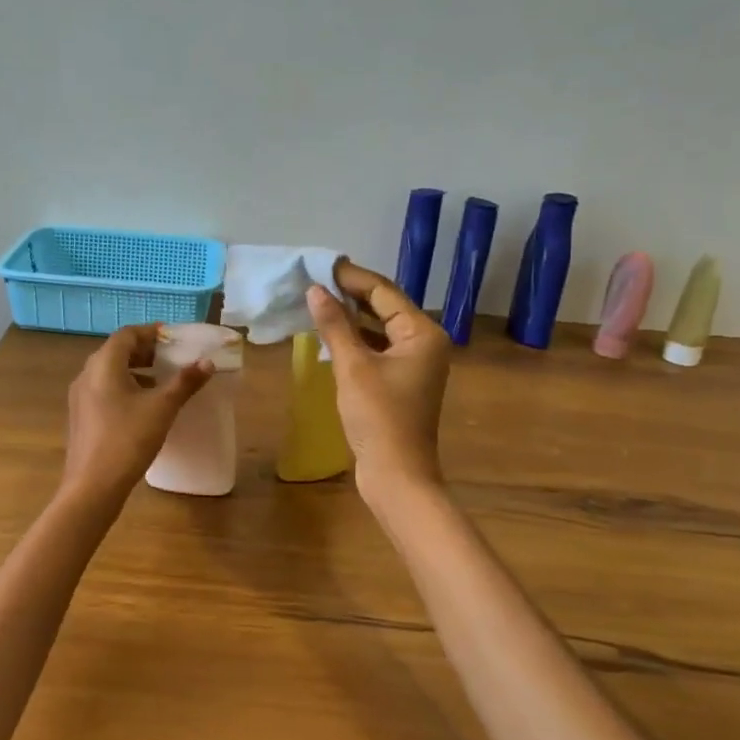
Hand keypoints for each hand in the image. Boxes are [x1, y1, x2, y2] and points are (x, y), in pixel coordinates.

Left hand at [61, 325, 212, 502]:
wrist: (93, 486)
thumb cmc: (128, 439)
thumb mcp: (162, 408)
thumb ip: (185, 382)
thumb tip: (207, 362)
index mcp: (104, 365)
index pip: (127, 335)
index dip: (151, 332)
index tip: (173, 338)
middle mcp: (86, 375)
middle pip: (116, 352)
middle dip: (144, 352)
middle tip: (170, 358)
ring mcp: (79, 397)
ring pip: (108, 372)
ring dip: (134, 371)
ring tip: (160, 382)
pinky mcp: (81, 417)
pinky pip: (103, 391)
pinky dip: (124, 388)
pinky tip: (142, 407)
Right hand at [306, 260, 451, 493]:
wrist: (396, 474)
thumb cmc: (378, 417)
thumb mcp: (352, 367)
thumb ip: (334, 325)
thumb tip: (315, 290)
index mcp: (422, 333)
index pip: (384, 292)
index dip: (351, 277)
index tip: (321, 265)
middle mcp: (424, 342)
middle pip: (385, 307)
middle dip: (350, 294)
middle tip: (315, 280)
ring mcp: (414, 363)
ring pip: (380, 328)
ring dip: (351, 316)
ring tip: (317, 301)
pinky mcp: (401, 381)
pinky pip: (378, 348)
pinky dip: (356, 339)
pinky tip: (330, 334)